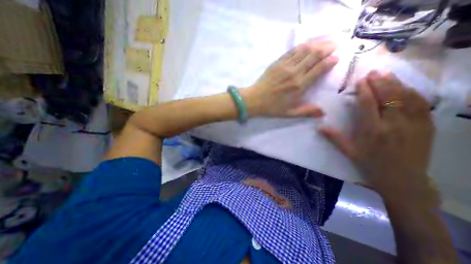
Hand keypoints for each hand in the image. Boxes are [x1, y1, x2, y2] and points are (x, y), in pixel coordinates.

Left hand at [240, 40, 338, 116]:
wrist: (254, 100)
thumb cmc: (271, 107)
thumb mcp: (289, 113)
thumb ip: (306, 112)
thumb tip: (323, 112)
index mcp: (299, 86)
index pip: (319, 69)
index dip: (330, 61)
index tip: (337, 58)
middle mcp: (294, 73)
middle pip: (314, 55)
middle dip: (327, 48)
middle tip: (335, 45)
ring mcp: (285, 66)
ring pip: (304, 50)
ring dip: (317, 44)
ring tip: (325, 41)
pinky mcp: (277, 63)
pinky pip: (292, 51)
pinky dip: (302, 46)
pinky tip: (307, 45)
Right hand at [320, 71, 437, 202]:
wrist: (402, 180)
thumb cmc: (370, 164)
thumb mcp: (349, 152)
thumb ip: (334, 137)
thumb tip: (319, 127)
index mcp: (372, 131)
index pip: (368, 104)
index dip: (364, 90)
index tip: (360, 80)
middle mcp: (394, 125)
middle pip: (388, 97)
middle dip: (380, 82)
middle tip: (373, 72)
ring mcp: (413, 125)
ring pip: (406, 97)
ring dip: (396, 84)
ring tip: (387, 74)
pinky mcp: (426, 126)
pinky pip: (421, 105)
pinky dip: (412, 92)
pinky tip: (405, 87)